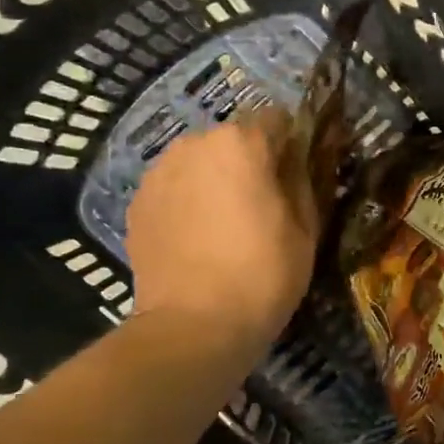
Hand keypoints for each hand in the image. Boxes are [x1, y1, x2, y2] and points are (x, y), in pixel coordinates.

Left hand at [125, 109, 316, 341]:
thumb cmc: (264, 273)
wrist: (194, 325)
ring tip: (227, 223)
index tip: (299, 171)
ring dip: (216, 178)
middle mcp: (193, 144)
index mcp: (240, 143)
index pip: (276, 118)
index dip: (292, 142)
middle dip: (250, 160)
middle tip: (265, 202)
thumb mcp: (306, 227)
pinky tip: (199, 238)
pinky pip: (174, 187)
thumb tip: (298, 159)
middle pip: (233, 138)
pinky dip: (189, 200)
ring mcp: (159, 172)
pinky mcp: (137, 203)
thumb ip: (302, 179)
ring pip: (200, 162)